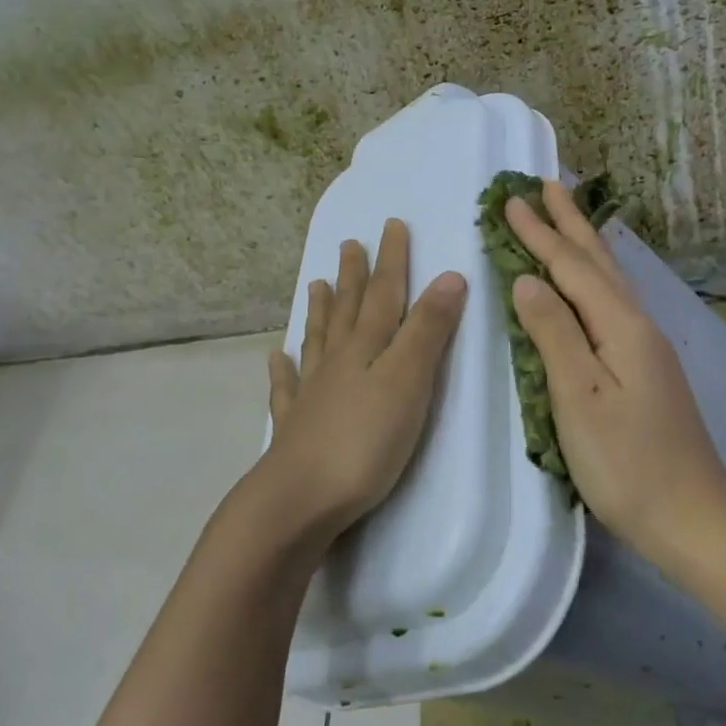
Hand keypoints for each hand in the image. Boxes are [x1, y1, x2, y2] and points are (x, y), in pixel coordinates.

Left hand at [258, 219, 467, 541]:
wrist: (299, 500)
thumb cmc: (364, 442)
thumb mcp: (408, 382)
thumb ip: (428, 331)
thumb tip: (449, 276)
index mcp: (366, 348)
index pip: (384, 294)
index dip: (391, 260)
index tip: (391, 225)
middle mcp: (336, 361)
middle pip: (348, 310)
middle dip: (354, 276)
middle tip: (349, 244)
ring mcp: (311, 393)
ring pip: (318, 340)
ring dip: (321, 311)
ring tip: (317, 285)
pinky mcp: (296, 427)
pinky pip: (287, 389)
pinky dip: (283, 370)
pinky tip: (276, 358)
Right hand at [504, 181, 725, 554]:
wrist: (693, 519)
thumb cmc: (627, 463)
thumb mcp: (579, 397)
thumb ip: (554, 333)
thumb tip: (527, 279)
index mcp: (620, 327)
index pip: (571, 268)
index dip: (540, 234)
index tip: (511, 200)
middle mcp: (638, 326)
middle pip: (599, 262)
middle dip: (569, 223)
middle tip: (548, 184)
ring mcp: (647, 348)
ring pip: (611, 280)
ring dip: (586, 244)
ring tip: (570, 216)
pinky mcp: (646, 370)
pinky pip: (614, 302)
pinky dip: (597, 277)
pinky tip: (597, 282)